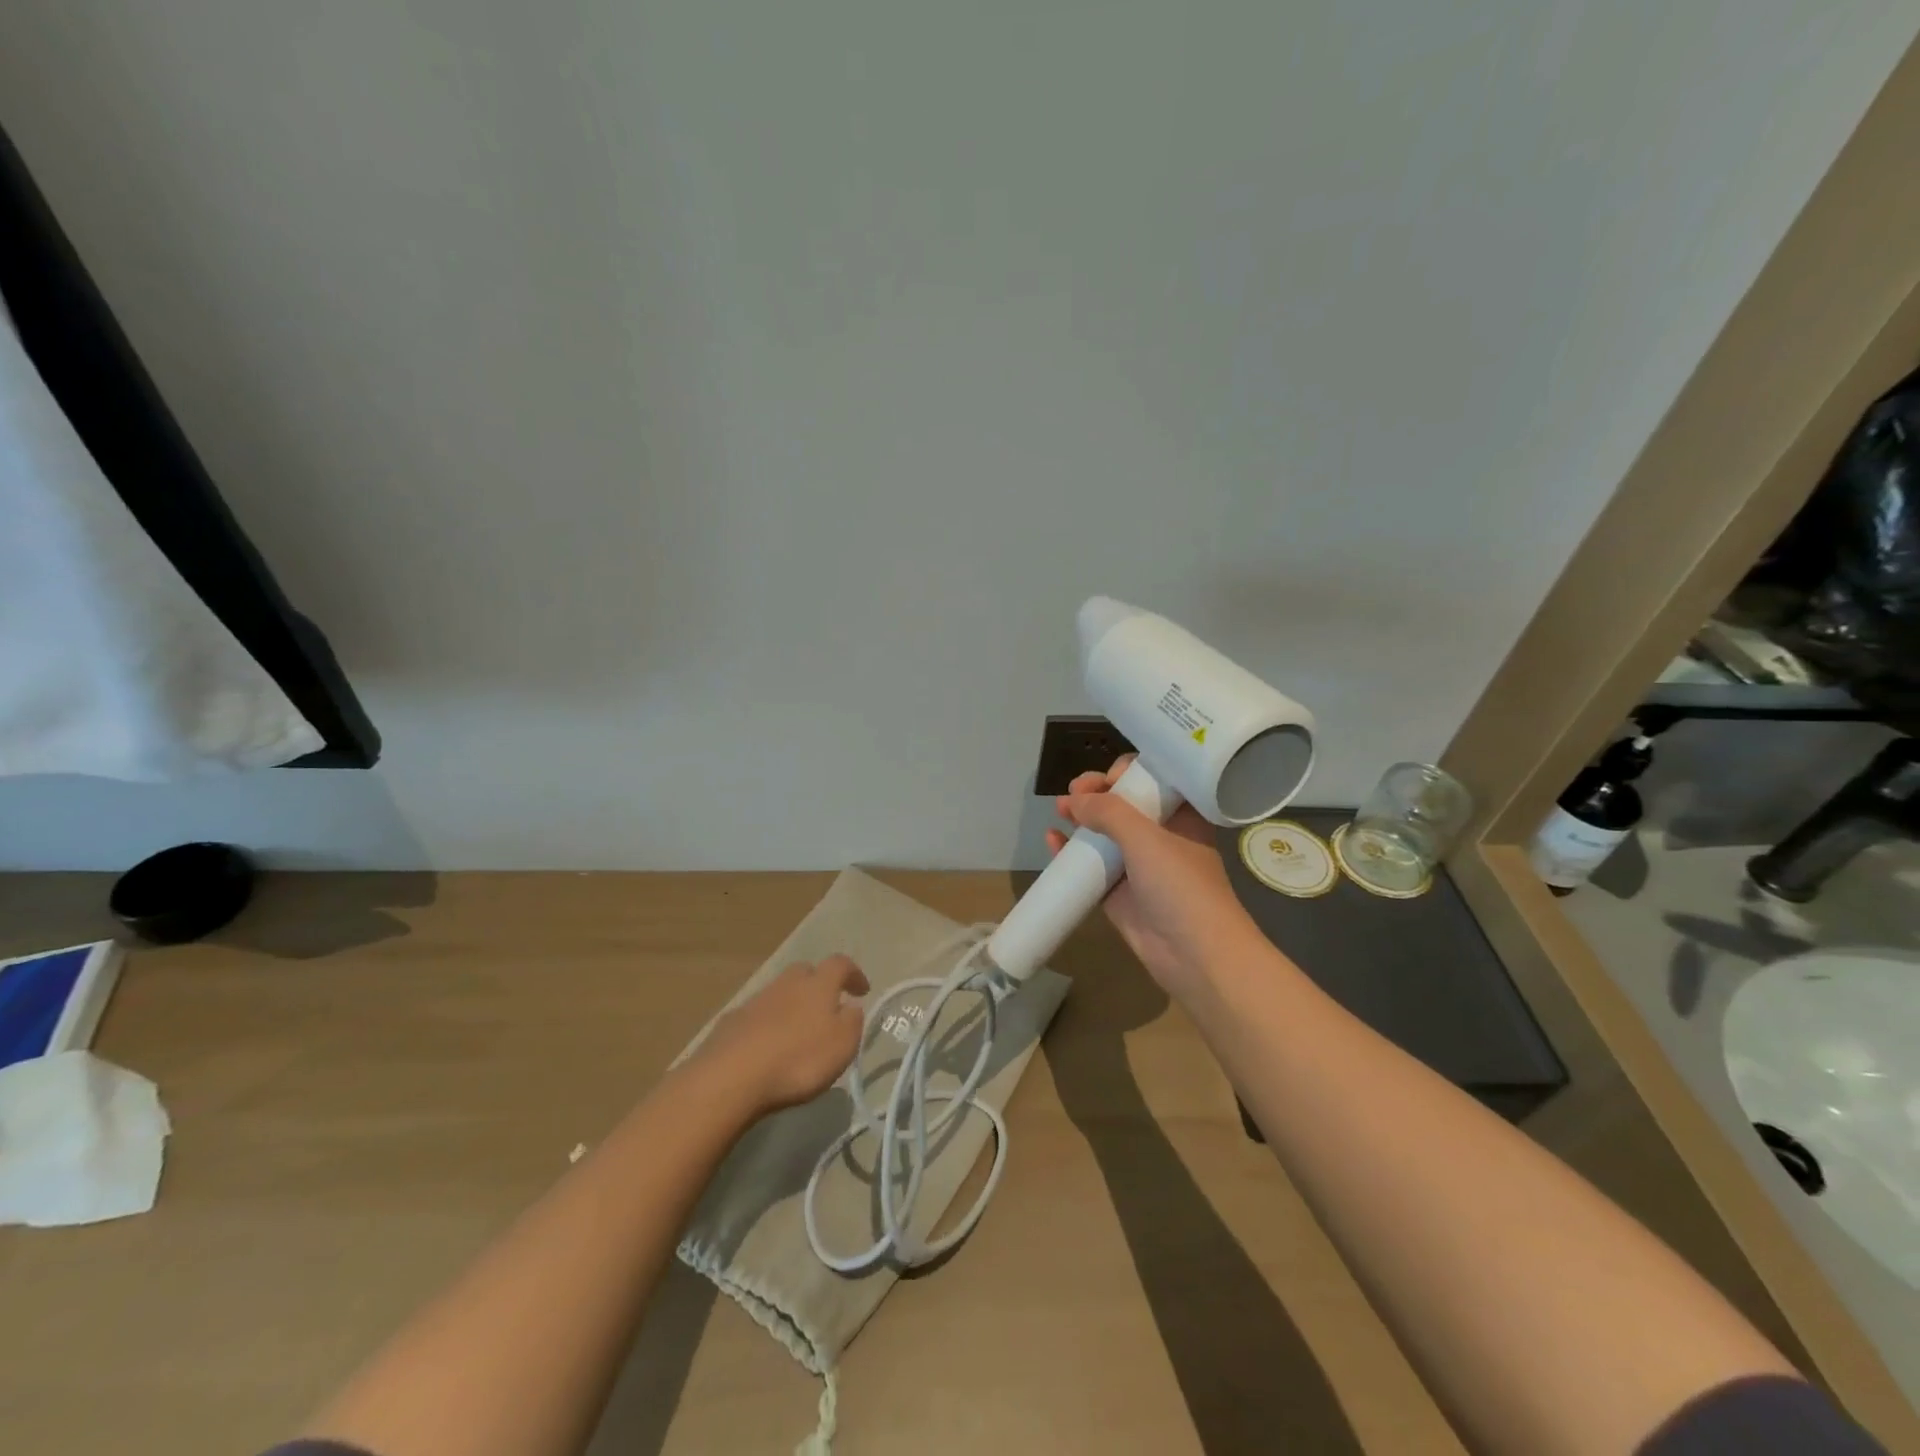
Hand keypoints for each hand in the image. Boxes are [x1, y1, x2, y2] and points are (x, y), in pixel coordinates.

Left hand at [692, 956, 869, 1114]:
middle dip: (818, 984)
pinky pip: (756, 1016)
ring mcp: (756, 1000)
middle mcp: (786, 983)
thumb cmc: (798, 1059)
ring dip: (791, 1005)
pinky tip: (767, 1047)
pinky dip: (767, 1025)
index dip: (854, 973)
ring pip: (779, 992)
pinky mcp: (731, 1022)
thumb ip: (852, 1022)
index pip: (840, 964)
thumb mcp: (842, 1045)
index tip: (862, 990)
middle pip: (805, 972)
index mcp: (818, 984)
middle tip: (827, 1007)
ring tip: (796, 1032)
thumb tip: (850, 1007)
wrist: (731, 1076)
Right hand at [1044, 755, 1263, 993]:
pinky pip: (1092, 864)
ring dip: (1081, 818)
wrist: (1195, 955)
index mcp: (1182, 815)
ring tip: (1060, 809)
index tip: (1108, 778)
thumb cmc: (1180, 885)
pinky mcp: (1119, 892)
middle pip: (1124, 802)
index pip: (1155, 779)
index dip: (1129, 772)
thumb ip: (1108, 812)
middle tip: (1076, 790)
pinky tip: (1052, 841)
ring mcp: (1139, 865)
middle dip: (1097, 792)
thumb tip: (1074, 800)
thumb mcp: (1145, 837)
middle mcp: (1162, 835)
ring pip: (1105, 832)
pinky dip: (1072, 851)